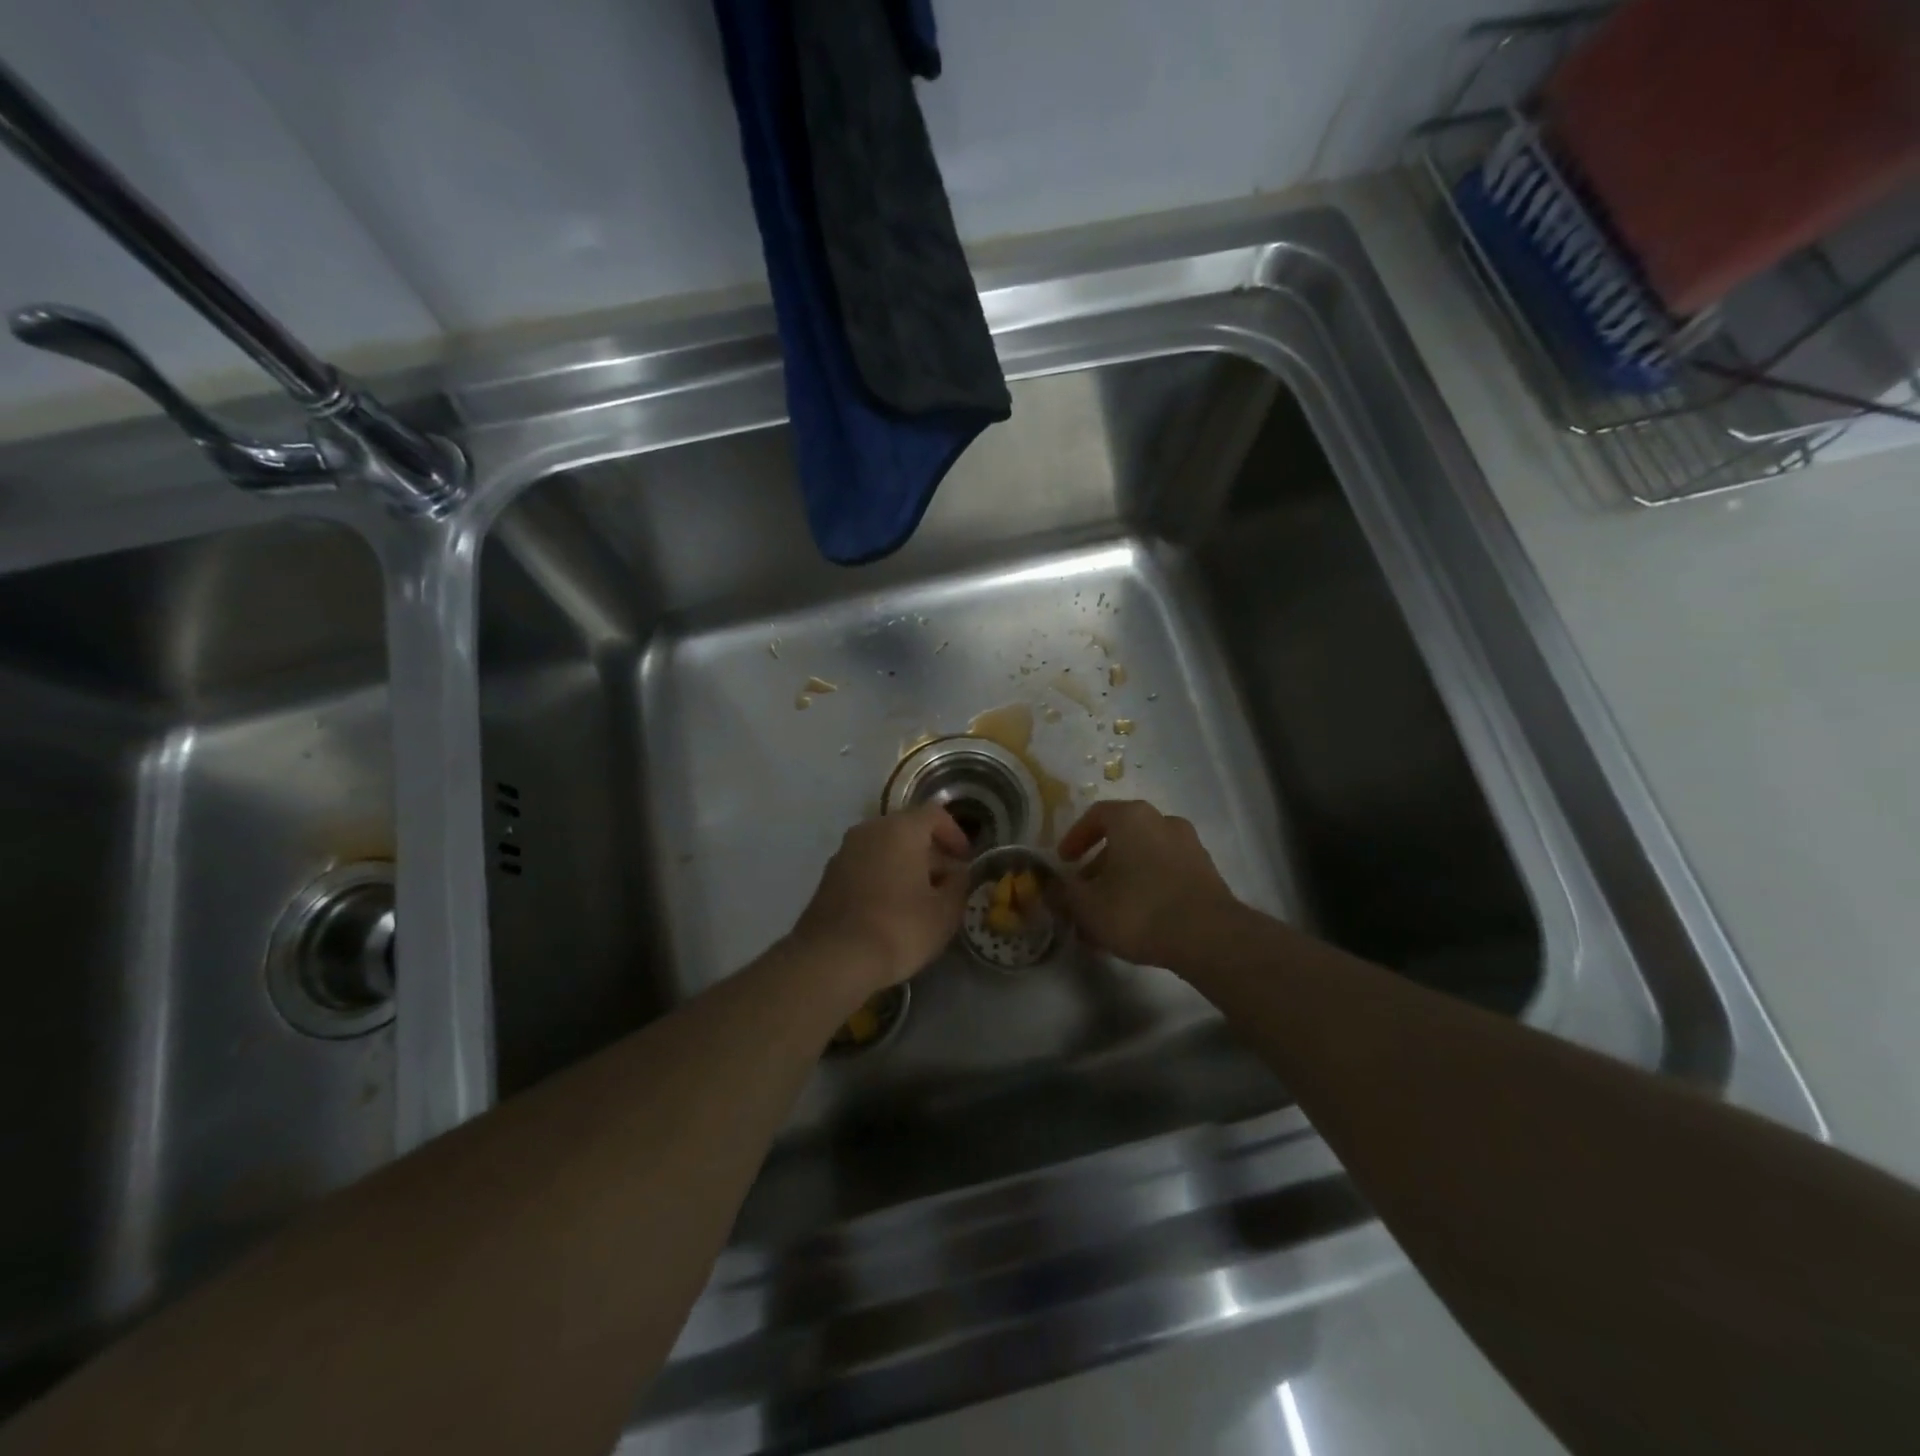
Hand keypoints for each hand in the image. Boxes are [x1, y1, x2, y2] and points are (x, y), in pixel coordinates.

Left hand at [790, 805, 970, 997]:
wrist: (833, 959)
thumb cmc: (899, 928)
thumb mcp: (945, 912)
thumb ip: (959, 885)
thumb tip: (957, 873)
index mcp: (900, 829)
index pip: (934, 814)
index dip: (955, 834)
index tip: (965, 861)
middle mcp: (869, 830)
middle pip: (907, 830)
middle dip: (930, 854)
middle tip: (947, 884)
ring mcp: (844, 853)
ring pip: (884, 849)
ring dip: (905, 866)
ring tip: (920, 900)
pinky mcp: (828, 877)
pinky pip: (865, 867)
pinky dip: (882, 878)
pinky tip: (891, 911)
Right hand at [1053, 800, 1240, 967]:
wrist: (1209, 937)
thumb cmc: (1138, 910)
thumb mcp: (1087, 906)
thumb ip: (1063, 894)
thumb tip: (1050, 888)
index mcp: (1132, 818)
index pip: (1095, 815)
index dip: (1075, 838)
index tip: (1064, 862)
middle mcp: (1163, 822)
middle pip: (1122, 838)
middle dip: (1099, 866)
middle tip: (1084, 893)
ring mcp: (1189, 846)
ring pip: (1144, 858)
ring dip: (1123, 880)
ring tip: (1108, 915)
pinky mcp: (1207, 873)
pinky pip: (1166, 874)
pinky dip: (1147, 889)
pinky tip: (1138, 922)